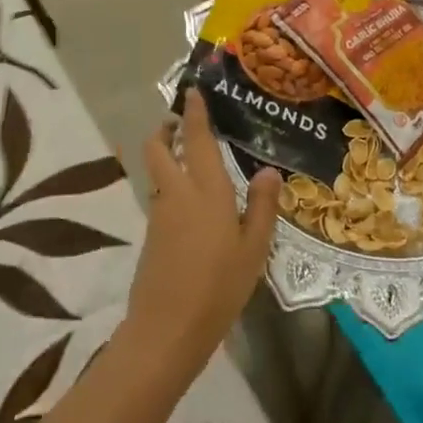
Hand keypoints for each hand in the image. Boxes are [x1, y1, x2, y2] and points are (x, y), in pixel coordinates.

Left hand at [126, 95, 281, 375]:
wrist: (166, 330)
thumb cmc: (218, 287)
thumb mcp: (254, 248)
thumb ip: (263, 206)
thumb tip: (270, 169)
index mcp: (206, 190)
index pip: (196, 139)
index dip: (193, 113)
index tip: (192, 91)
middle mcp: (177, 193)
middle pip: (158, 147)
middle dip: (165, 129)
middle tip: (181, 122)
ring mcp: (159, 214)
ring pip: (158, 171)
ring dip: (166, 155)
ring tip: (193, 159)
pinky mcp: (151, 235)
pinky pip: (160, 196)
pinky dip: (170, 184)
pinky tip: (193, 203)